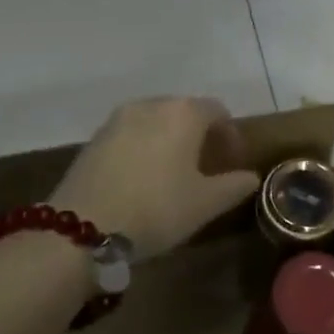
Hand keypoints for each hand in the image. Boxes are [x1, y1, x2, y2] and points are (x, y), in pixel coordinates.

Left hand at [51, 97, 260, 260]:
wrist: (82, 228)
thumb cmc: (157, 209)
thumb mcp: (205, 203)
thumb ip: (234, 185)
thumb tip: (250, 177)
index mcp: (183, 113)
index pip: (217, 111)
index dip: (230, 135)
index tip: (233, 162)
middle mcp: (150, 105)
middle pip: (184, 112)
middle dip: (200, 136)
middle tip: (207, 167)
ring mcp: (117, 120)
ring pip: (155, 122)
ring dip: (170, 141)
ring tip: (174, 174)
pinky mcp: (93, 139)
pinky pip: (130, 135)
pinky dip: (144, 148)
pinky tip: (143, 179)